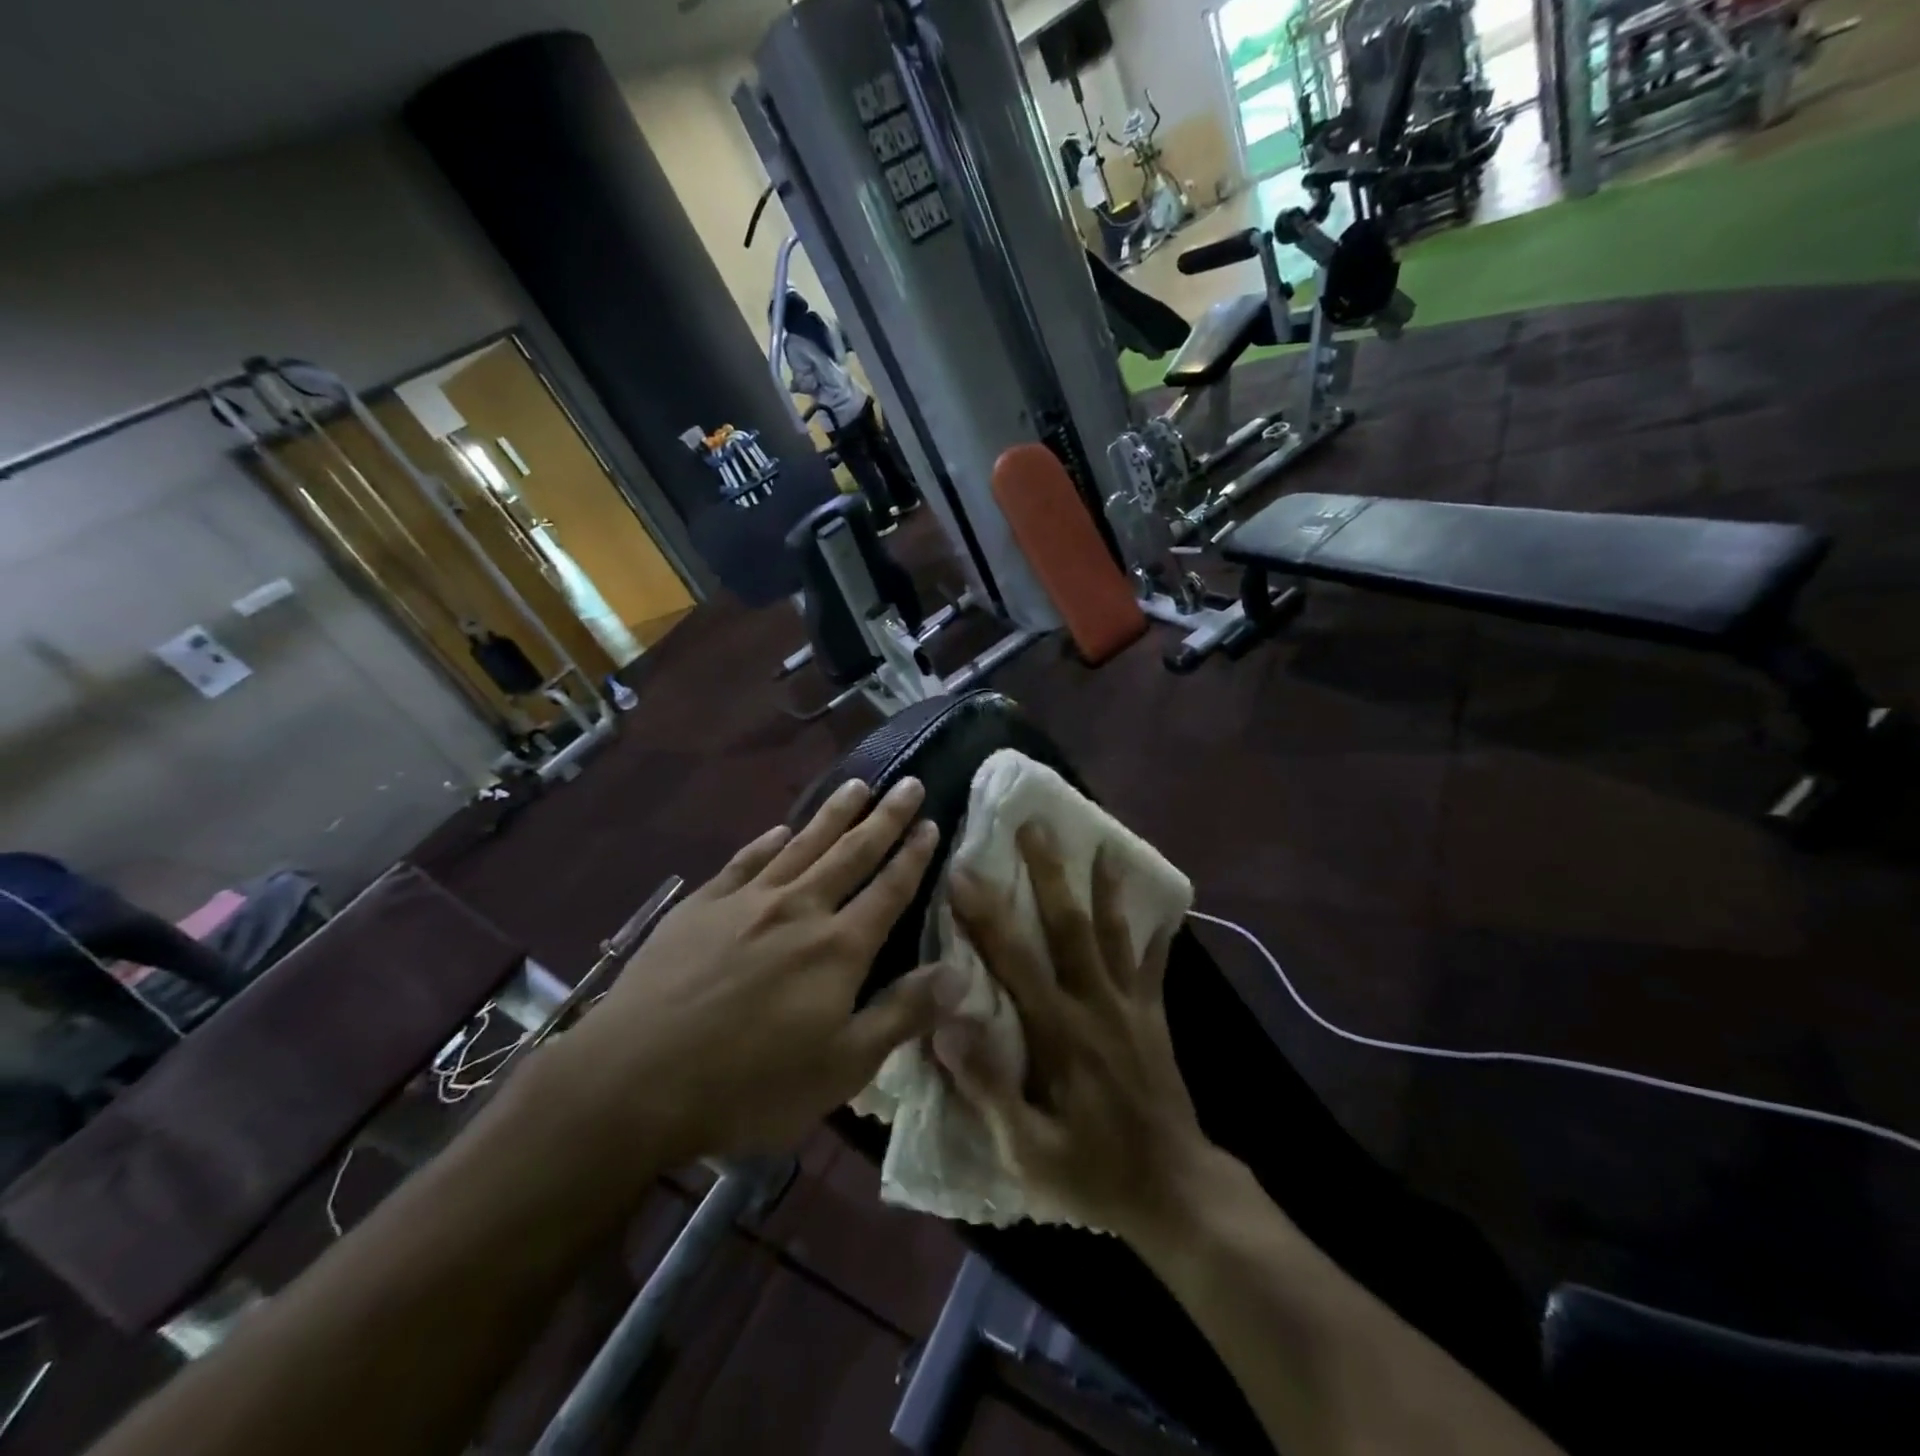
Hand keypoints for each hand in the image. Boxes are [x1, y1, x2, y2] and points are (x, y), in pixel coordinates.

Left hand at [548, 777, 966, 1165]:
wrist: (635, 1079)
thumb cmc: (749, 1085)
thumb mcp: (842, 1068)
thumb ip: (901, 1015)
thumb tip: (959, 974)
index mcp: (839, 947)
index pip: (890, 889)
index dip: (914, 855)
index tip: (931, 822)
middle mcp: (800, 908)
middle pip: (852, 852)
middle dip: (885, 817)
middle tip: (908, 783)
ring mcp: (747, 902)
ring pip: (802, 844)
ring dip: (834, 813)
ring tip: (858, 785)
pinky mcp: (702, 905)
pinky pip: (745, 861)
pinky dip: (767, 841)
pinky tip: (780, 828)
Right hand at [933, 825, 1212, 1242]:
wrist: (1175, 1191)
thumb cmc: (1092, 1172)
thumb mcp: (1026, 1149)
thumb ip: (986, 1086)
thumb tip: (945, 1024)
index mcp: (1059, 1032)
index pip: (1015, 961)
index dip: (986, 915)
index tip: (963, 871)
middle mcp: (1096, 1004)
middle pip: (1069, 927)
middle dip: (1049, 873)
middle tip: (1034, 826)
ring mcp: (1131, 1006)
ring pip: (1114, 933)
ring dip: (1104, 886)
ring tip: (1100, 843)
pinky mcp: (1154, 1015)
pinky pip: (1154, 963)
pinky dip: (1155, 930)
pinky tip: (1161, 903)